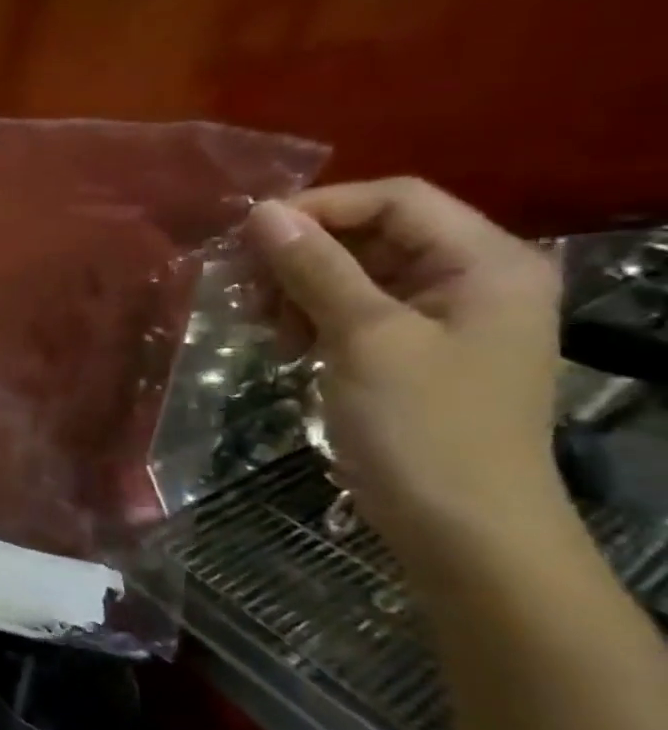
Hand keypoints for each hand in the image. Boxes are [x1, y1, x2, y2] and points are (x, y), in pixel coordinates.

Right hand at [245, 178, 562, 551]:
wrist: (462, 529)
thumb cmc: (424, 426)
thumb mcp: (364, 338)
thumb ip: (316, 269)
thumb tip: (262, 213)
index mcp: (486, 263)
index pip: (396, 200)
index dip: (320, 208)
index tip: (248, 237)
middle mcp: (470, 279)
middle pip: (372, 234)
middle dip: (301, 254)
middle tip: (244, 285)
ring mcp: (441, 319)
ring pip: (353, 274)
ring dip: (297, 289)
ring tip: (261, 322)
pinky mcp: (410, 352)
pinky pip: (351, 311)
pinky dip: (310, 318)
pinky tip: (282, 344)